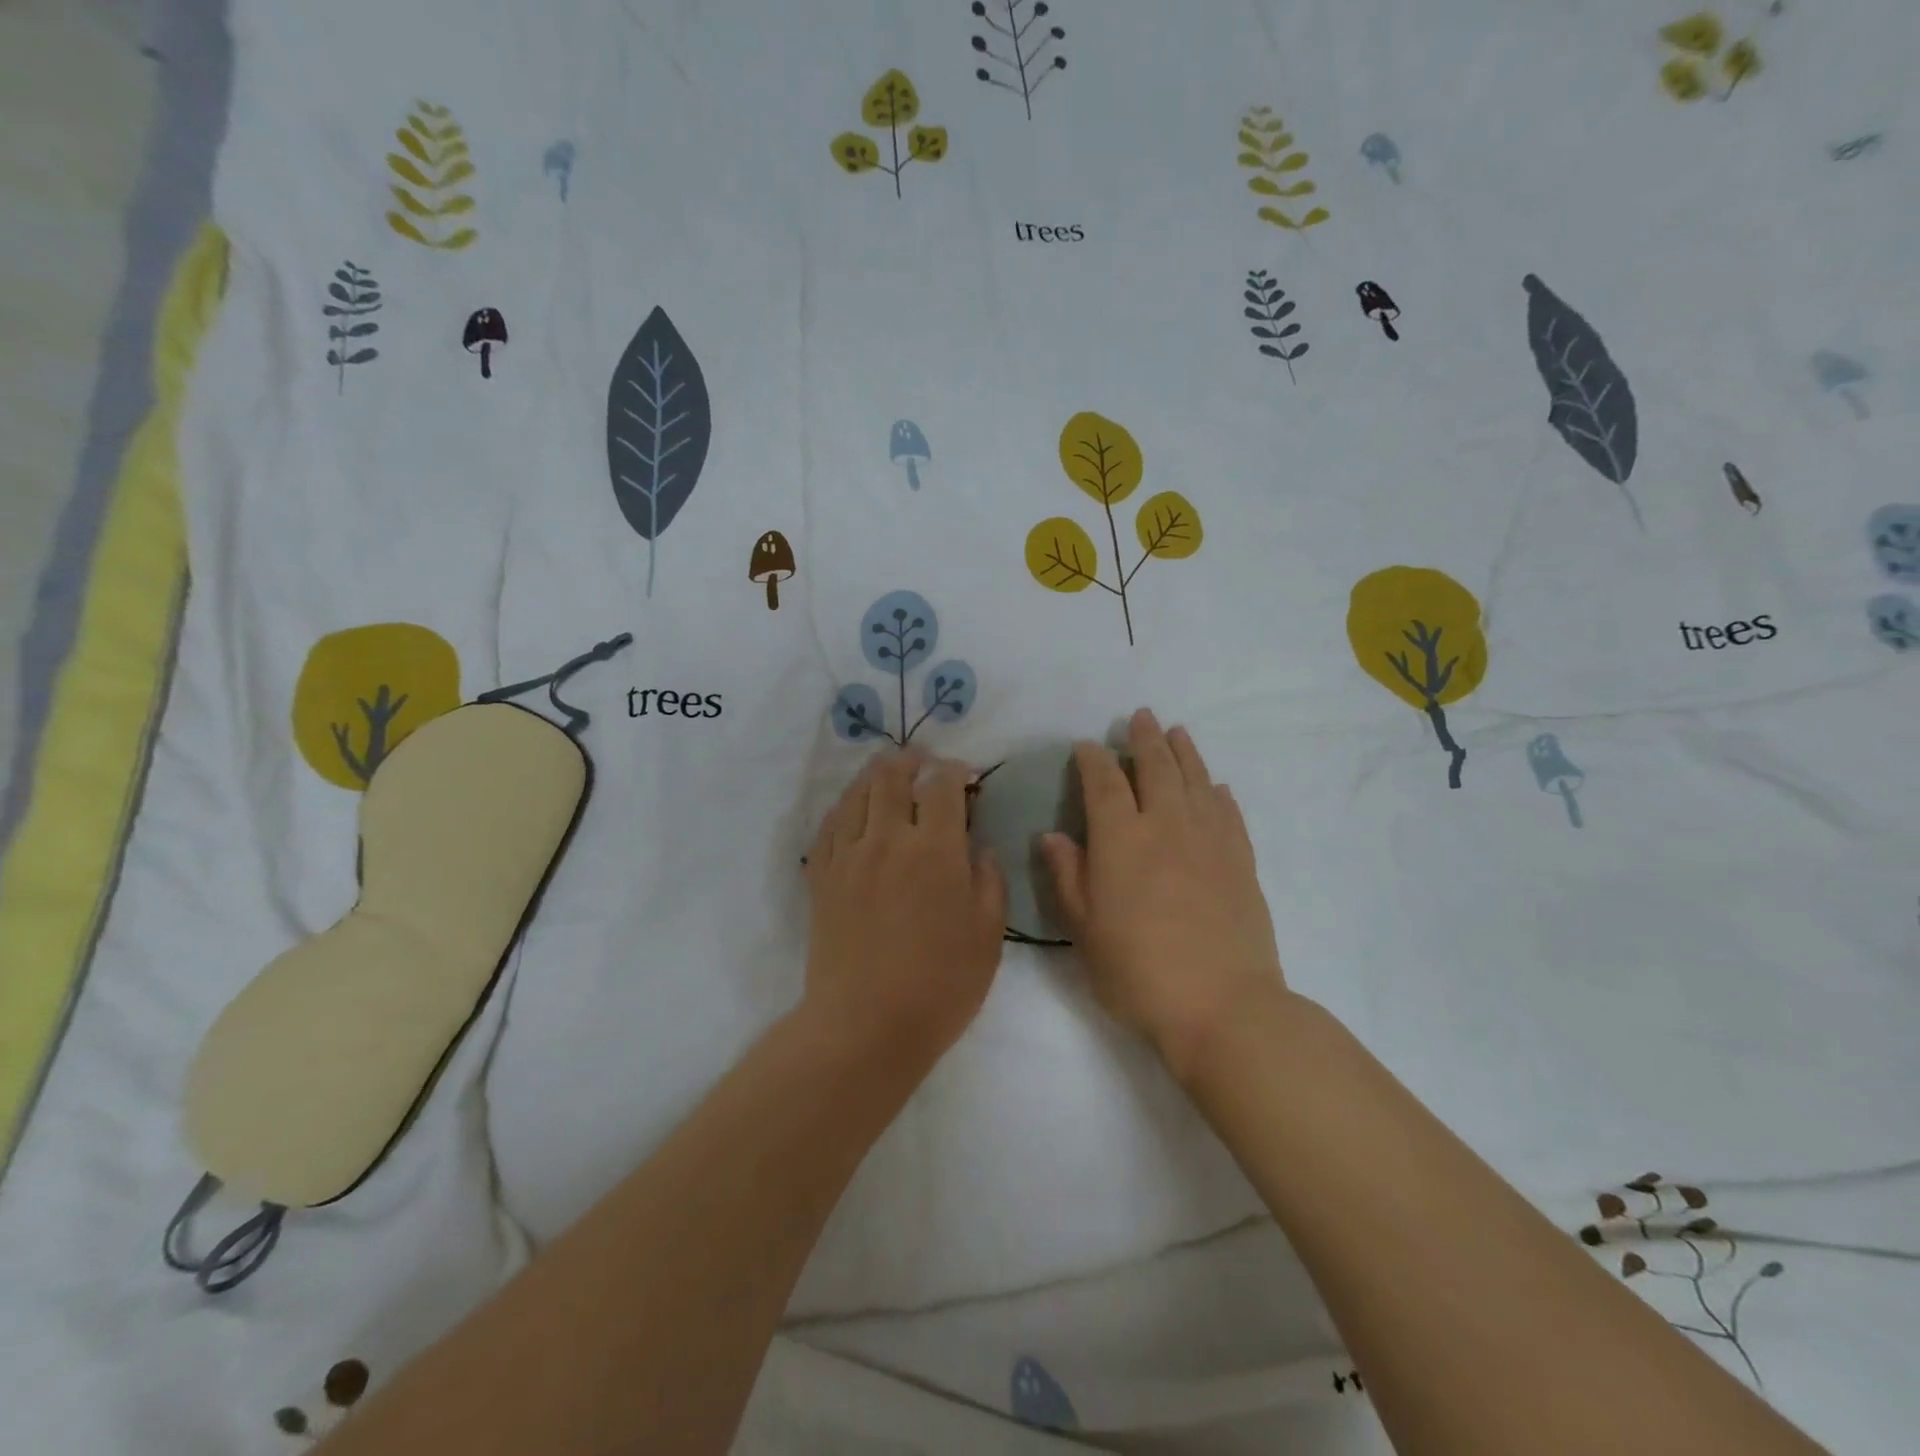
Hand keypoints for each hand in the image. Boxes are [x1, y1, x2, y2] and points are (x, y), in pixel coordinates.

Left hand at [803, 750, 1007, 1069]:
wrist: (865, 1026)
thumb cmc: (940, 985)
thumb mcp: (988, 936)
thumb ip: (989, 881)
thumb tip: (979, 849)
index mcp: (935, 850)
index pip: (942, 785)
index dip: (954, 770)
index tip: (964, 776)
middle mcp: (888, 839)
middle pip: (892, 776)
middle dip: (911, 761)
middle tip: (923, 766)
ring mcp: (848, 855)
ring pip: (857, 793)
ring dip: (876, 776)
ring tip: (890, 777)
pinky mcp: (821, 876)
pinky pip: (829, 824)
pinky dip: (846, 806)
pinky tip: (855, 812)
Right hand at [1041, 709, 1285, 1080]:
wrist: (1221, 1005)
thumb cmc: (1137, 971)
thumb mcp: (1084, 929)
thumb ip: (1068, 876)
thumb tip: (1051, 835)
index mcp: (1121, 839)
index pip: (1104, 783)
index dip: (1093, 759)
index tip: (1087, 746)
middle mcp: (1166, 825)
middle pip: (1156, 767)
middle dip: (1144, 739)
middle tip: (1140, 716)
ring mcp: (1209, 840)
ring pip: (1196, 780)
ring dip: (1184, 752)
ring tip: (1177, 732)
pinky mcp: (1241, 861)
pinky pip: (1229, 814)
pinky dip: (1219, 794)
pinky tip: (1216, 787)